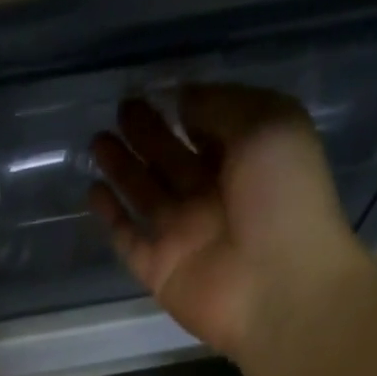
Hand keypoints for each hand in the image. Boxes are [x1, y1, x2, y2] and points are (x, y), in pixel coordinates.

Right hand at [88, 85, 369, 360]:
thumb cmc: (284, 200)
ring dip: (123, 169)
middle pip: (172, 159)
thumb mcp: (267, 125)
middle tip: (121, 109)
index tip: (157, 88)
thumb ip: (221, 106)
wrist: (277, 287)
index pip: (209, 128)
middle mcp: (213, 196)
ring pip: (145, 195)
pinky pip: (130, 240)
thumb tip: (182, 98)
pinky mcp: (159, 270)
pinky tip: (93, 193)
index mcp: (246, 160)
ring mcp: (183, 235)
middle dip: (147, 134)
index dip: (185, 107)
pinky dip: (112, 219)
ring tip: (97, 141)